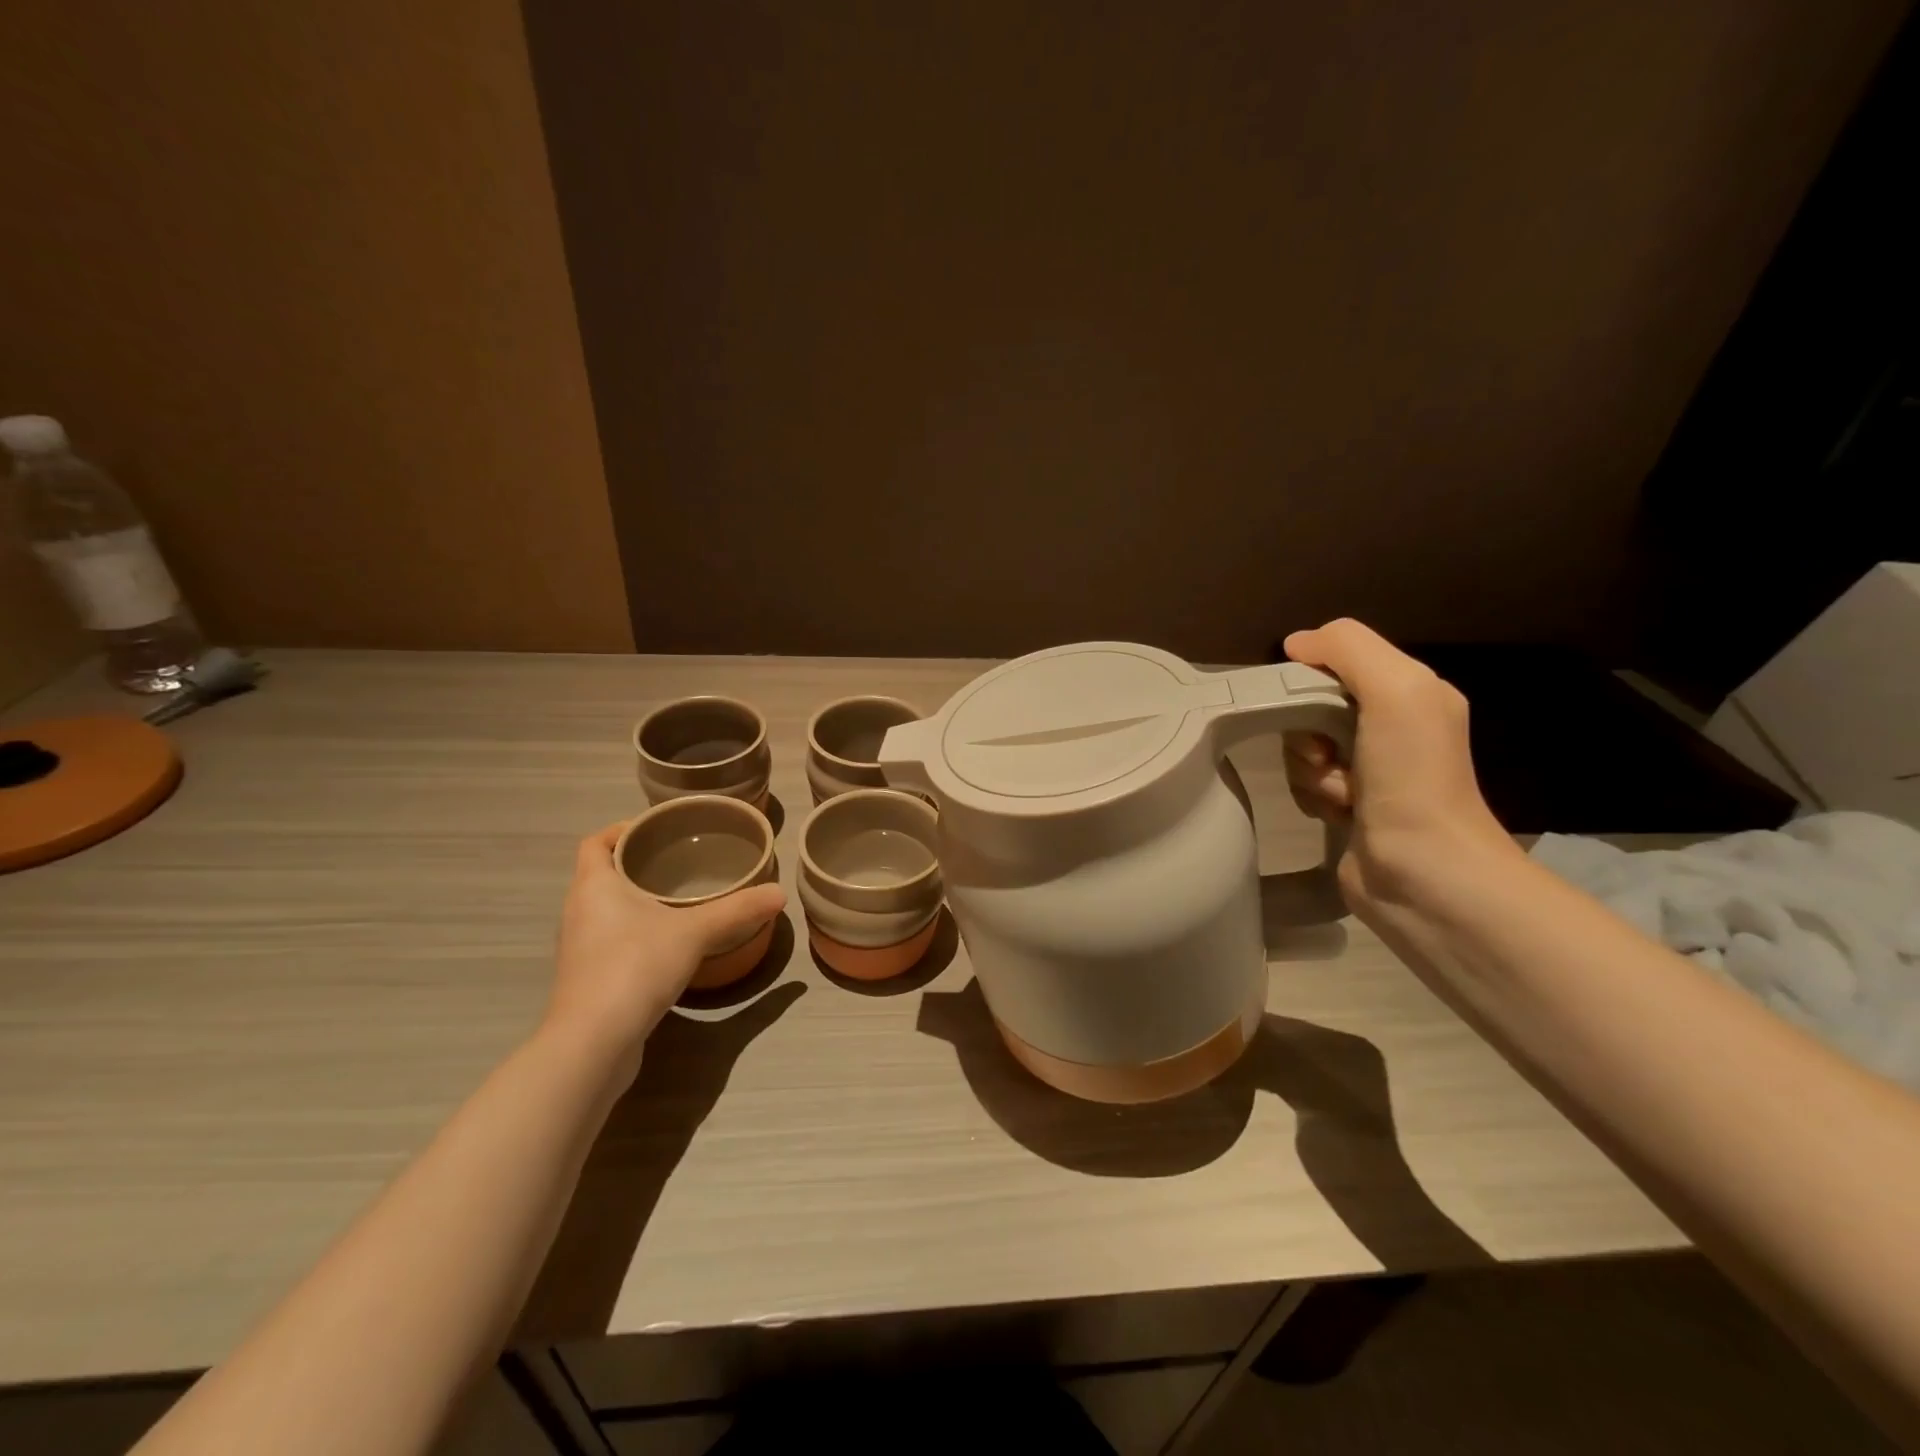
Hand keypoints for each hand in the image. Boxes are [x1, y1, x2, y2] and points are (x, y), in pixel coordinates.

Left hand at [543, 822, 786, 1071]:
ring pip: (606, 910)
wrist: (593, 1043)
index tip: (657, 830)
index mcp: (593, 886)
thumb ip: (737, 910)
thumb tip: (780, 893)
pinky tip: (668, 944)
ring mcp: (580, 948)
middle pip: (602, 874)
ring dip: (636, 901)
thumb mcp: (694, 932)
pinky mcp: (588, 979)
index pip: (595, 842)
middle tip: (681, 861)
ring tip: (680, 899)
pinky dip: (636, 933)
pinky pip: (611, 940)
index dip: (621, 830)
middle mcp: (578, 911)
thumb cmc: (635, 966)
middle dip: (638, 864)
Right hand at [1281, 619, 1517, 911]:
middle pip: (1312, 706)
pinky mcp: (1348, 807)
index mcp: (1412, 692)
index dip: (1311, 678)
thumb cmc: (1413, 777)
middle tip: (1325, 754)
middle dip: (1307, 730)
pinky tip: (1338, 813)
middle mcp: (1391, 727)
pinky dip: (1312, 796)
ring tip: (1341, 793)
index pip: (1338, 662)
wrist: (1424, 872)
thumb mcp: (1396, 690)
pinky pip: (1305, 783)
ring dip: (1310, 769)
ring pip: (1303, 747)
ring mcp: (1369, 771)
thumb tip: (1295, 643)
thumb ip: (1348, 649)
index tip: (1305, 703)